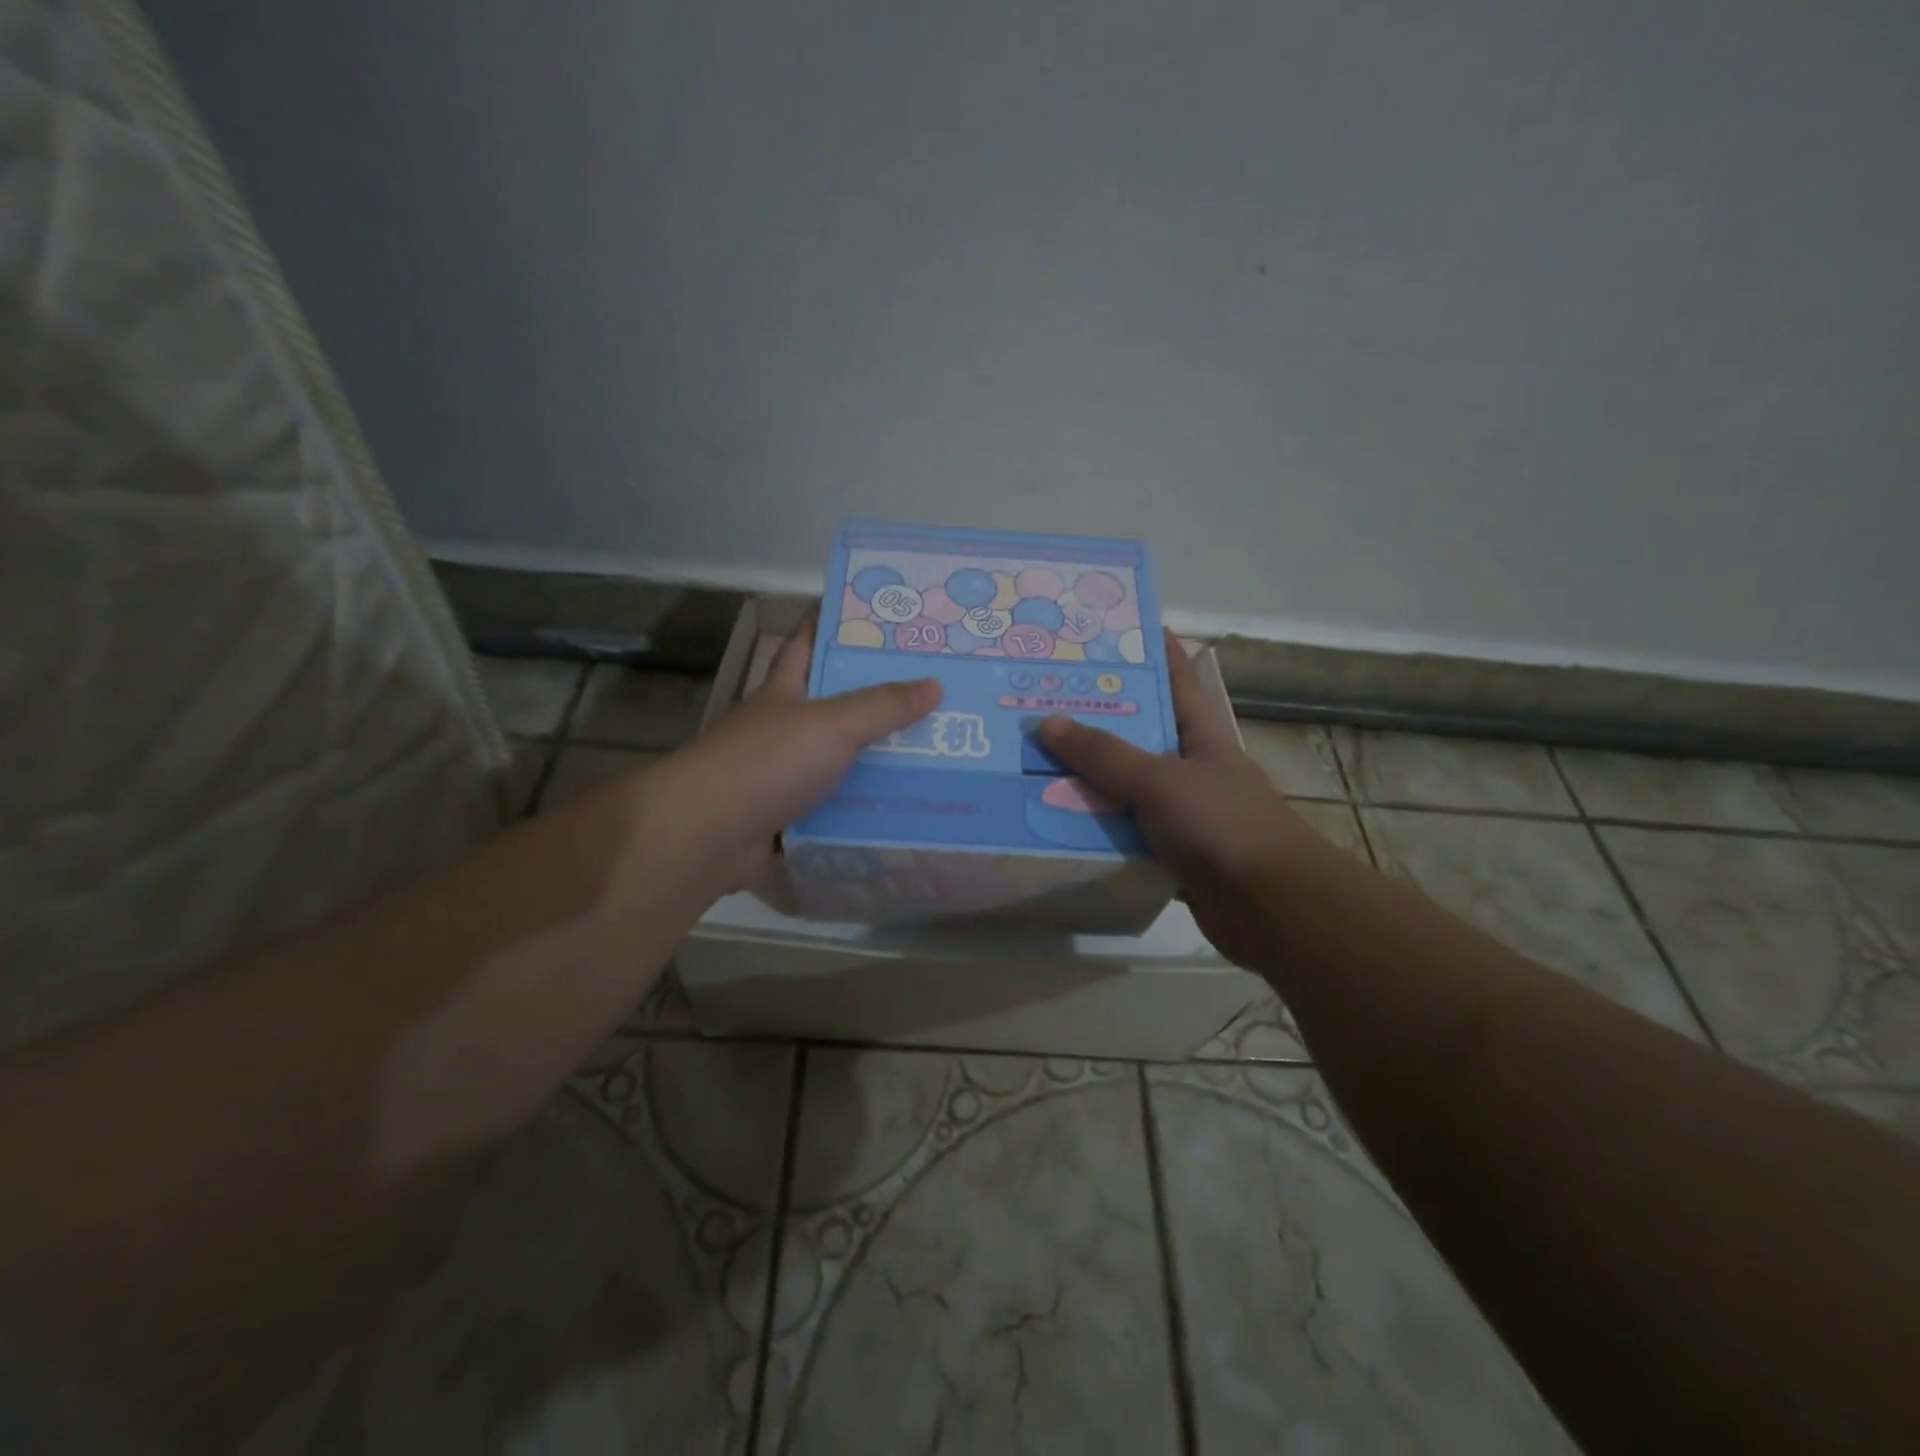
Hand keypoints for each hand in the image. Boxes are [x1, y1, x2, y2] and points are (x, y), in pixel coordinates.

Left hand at [670, 606, 942, 889]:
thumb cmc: (767, 762)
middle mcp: (784, 729)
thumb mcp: (832, 724)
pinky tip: (906, 808)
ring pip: (842, 761)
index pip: (808, 643)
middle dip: (879, 699)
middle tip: (936, 692)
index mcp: (785, 692)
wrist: (707, 835)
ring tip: (937, 754)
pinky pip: (838, 809)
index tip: (878, 613)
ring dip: (879, 761)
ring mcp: (785, 776)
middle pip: (836, 706)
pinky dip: (865, 810)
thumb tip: (935, 684)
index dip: (835, 622)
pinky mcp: (791, 819)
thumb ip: (882, 705)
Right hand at [1038, 630, 1330, 966]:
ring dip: (1088, 779)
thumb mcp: (1161, 780)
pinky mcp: (1171, 852)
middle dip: (1097, 718)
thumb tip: (1048, 722)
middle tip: (1044, 699)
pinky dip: (1096, 827)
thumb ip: (1105, 754)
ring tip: (1035, 759)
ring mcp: (1183, 811)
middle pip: (1139, 733)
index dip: (1151, 649)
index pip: (1176, 678)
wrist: (1271, 907)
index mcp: (1202, 734)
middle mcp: (1192, 767)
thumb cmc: (1223, 826)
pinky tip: (1056, 821)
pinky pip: (1124, 831)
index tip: (1112, 630)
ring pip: (1126, 786)